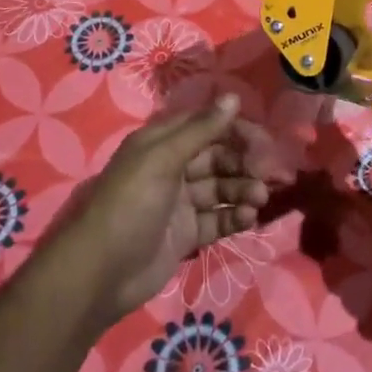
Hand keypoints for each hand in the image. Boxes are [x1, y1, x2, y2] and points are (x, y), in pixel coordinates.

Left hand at [52, 93, 283, 321]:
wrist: (100, 273)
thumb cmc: (130, 204)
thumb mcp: (163, 159)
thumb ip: (201, 130)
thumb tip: (234, 98)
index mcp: (162, 143)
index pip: (207, 126)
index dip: (236, 130)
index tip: (264, 142)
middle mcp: (172, 168)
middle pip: (218, 158)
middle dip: (245, 164)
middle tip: (270, 174)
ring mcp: (180, 203)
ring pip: (221, 189)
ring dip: (243, 190)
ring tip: (259, 199)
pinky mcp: (186, 234)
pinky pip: (217, 219)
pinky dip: (234, 217)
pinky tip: (248, 218)